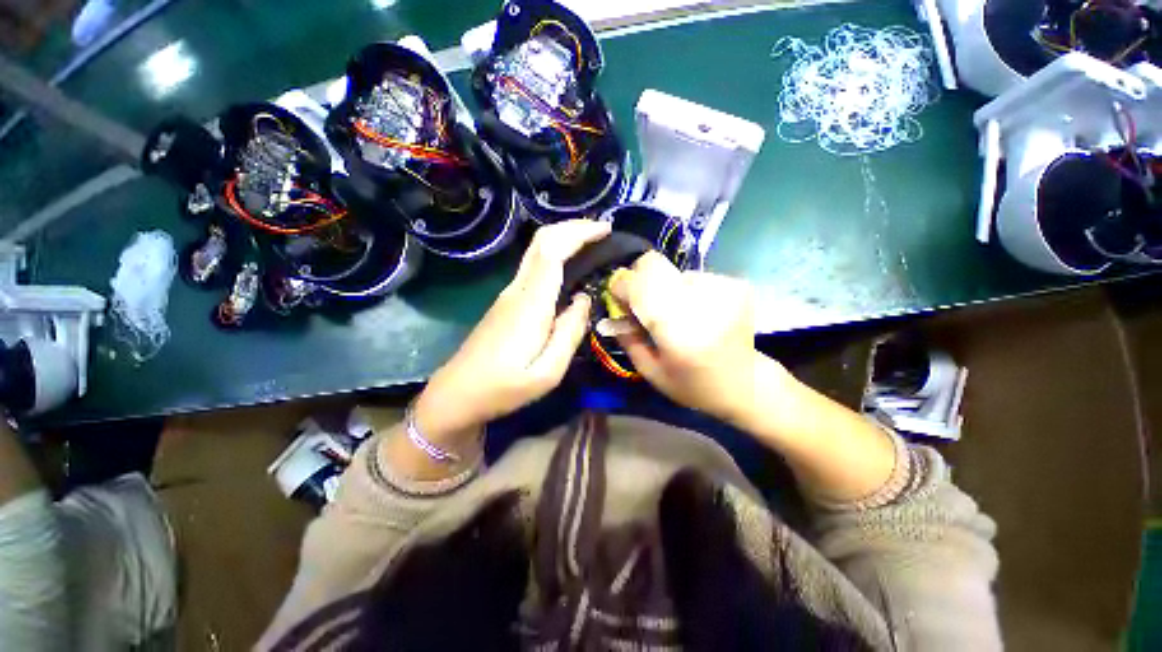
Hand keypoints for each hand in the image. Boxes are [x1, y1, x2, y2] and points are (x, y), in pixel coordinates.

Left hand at [413, 220, 610, 446]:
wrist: (459, 392)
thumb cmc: (504, 388)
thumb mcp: (548, 371)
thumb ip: (570, 332)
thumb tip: (584, 299)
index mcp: (530, 304)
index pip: (552, 251)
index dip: (578, 232)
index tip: (606, 229)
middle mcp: (518, 289)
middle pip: (541, 241)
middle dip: (572, 227)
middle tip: (602, 231)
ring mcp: (509, 293)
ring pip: (536, 251)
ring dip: (564, 238)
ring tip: (592, 243)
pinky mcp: (507, 301)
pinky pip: (534, 267)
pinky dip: (555, 254)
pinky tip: (569, 267)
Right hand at [610, 252, 780, 423]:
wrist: (746, 384)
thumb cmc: (693, 385)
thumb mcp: (651, 371)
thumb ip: (628, 339)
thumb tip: (612, 312)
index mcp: (677, 330)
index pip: (637, 287)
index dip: (621, 287)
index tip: (618, 299)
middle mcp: (701, 302)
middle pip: (653, 265)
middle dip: (639, 280)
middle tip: (643, 303)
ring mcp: (722, 288)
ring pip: (672, 271)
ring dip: (665, 289)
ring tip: (675, 314)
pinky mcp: (734, 285)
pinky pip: (694, 276)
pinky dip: (686, 291)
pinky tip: (696, 313)